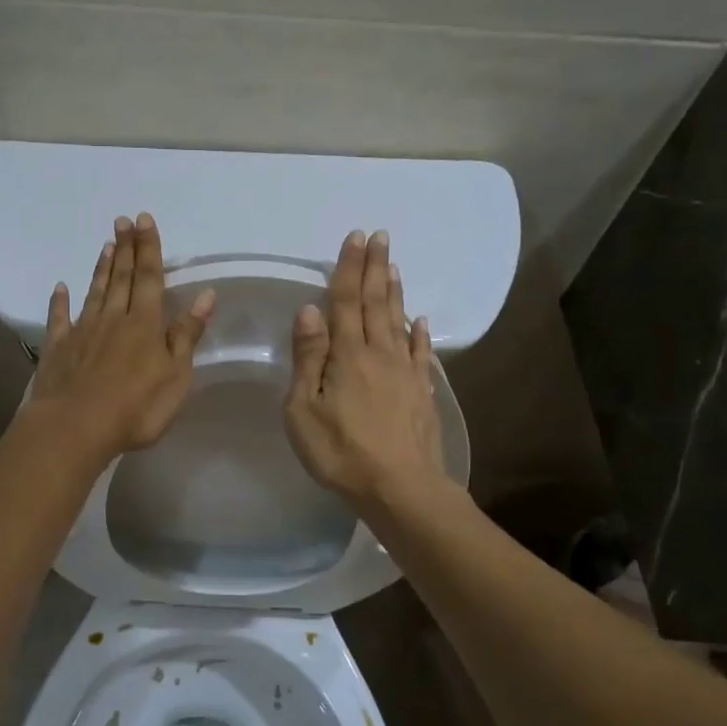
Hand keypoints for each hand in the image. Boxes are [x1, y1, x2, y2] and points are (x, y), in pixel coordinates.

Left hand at [28, 213, 214, 460]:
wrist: (75, 427)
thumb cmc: (136, 407)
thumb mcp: (175, 376)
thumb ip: (187, 334)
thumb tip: (205, 295)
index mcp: (144, 324)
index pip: (149, 277)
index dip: (149, 248)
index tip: (144, 220)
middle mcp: (113, 318)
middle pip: (121, 278)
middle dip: (125, 248)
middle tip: (123, 221)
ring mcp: (82, 331)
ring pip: (94, 292)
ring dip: (101, 268)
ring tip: (105, 245)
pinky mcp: (58, 348)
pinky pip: (59, 318)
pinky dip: (59, 301)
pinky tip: (60, 287)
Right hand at [283, 230, 450, 514]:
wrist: (401, 488)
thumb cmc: (341, 452)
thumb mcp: (305, 410)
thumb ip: (309, 358)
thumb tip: (310, 311)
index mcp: (348, 355)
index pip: (347, 301)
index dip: (350, 268)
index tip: (357, 237)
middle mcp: (380, 354)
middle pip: (378, 303)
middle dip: (376, 267)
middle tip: (381, 236)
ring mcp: (406, 372)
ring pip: (400, 322)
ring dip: (396, 292)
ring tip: (394, 266)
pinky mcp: (421, 393)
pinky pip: (421, 354)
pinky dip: (420, 334)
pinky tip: (420, 321)